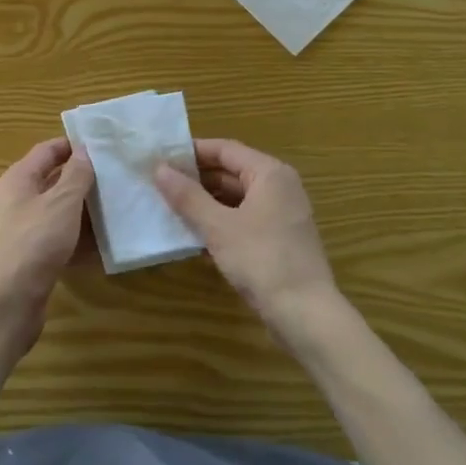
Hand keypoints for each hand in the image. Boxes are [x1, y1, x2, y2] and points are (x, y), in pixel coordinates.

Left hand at [0, 137, 94, 347]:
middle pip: (52, 181)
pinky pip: (58, 239)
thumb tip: (84, 150)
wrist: (7, 300)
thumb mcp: (61, 202)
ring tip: (116, 207)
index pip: (47, 151)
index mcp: (18, 179)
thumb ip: (76, 175)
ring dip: (83, 210)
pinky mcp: (30, 257)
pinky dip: (78, 238)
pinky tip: (103, 244)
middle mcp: (16, 200)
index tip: (102, 145)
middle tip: (115, 177)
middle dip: (82, 179)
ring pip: (57, 212)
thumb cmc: (35, 241)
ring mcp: (22, 230)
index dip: (72, 145)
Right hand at [154, 139, 344, 343]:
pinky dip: (221, 222)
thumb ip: (187, 196)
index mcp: (269, 173)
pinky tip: (195, 237)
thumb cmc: (262, 260)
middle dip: (197, 179)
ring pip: (237, 198)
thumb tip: (159, 168)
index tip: (161, 158)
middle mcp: (280, 187)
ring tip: (171, 209)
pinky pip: (245, 219)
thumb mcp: (218, 227)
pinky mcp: (280, 239)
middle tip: (161, 185)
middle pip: (231, 172)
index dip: (192, 152)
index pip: (225, 149)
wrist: (306, 315)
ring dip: (206, 203)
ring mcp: (282, 214)